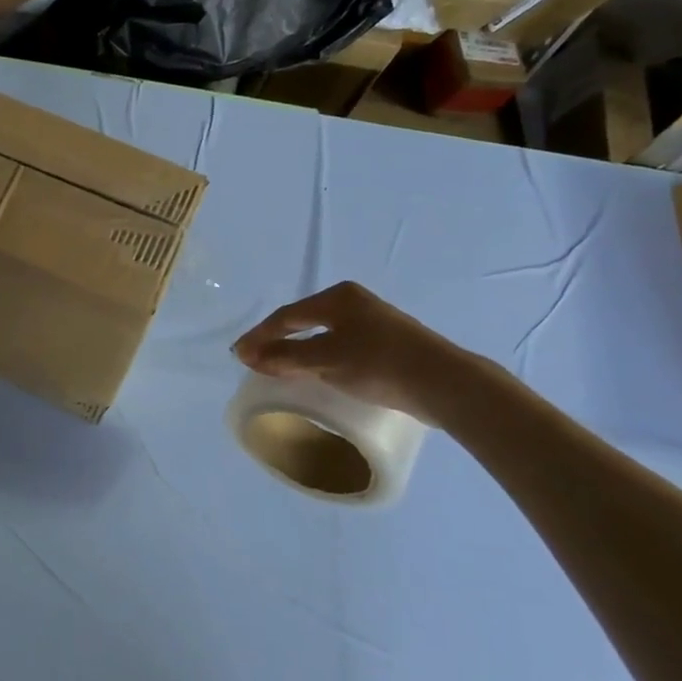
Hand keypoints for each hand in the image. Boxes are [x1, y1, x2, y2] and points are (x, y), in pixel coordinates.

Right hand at [233, 282, 464, 419]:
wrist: (444, 383)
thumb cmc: (380, 363)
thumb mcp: (326, 360)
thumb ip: (286, 357)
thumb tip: (248, 355)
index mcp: (338, 297)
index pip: (286, 316)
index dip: (259, 336)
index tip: (238, 354)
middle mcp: (353, 302)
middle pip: (303, 320)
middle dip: (276, 339)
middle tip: (253, 359)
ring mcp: (372, 321)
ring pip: (321, 333)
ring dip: (296, 349)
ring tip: (277, 366)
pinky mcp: (385, 342)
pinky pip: (338, 345)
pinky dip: (318, 355)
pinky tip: (315, 370)